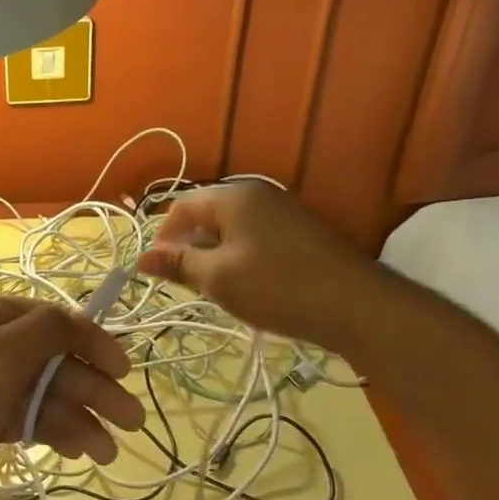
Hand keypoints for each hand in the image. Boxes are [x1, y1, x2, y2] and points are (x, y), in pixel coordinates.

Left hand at [0, 294, 144, 499]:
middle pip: (50, 359)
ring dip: (79, 417)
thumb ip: (48, 331)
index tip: (124, 369)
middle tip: (133, 419)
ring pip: (42, 393)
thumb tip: (82, 319)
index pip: (47, 318)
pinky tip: (84, 451)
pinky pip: (28, 419)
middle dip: (91, 386)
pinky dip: (55, 432)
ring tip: (110, 450)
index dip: (89, 340)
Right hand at [137, 183, 391, 350]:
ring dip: (214, 255)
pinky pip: (254, 237)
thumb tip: (141, 257)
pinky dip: (240, 257)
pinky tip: (245, 285)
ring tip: (214, 288)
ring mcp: (282, 211)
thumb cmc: (277, 287)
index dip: (163, 238)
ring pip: (230, 229)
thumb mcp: (218, 278)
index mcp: (233, 197)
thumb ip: (178, 264)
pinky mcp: (299, 231)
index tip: (159, 272)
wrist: (357, 306)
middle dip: (189, 247)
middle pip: (206, 215)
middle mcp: (257, 194)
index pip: (181, 208)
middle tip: (187, 283)